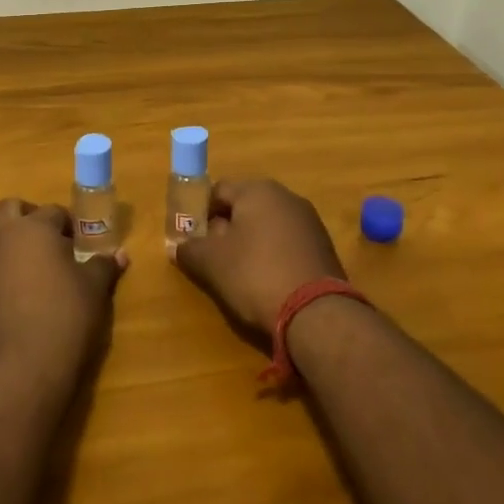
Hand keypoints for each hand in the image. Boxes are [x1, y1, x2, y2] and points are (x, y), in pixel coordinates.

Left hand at [0, 199, 125, 393]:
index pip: (53, 212)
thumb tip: (119, 254)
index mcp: (33, 228)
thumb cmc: (63, 320)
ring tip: (16, 261)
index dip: (67, 225)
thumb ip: (103, 266)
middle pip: (9, 209)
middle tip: (44, 243)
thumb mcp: (93, 291)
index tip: (76, 243)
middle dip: (26, 218)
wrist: (16, 370)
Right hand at [172, 179, 345, 337]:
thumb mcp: (211, 263)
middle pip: (244, 207)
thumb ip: (190, 249)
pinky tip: (267, 281)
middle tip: (212, 257)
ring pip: (267, 225)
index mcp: (257, 190)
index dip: (200, 212)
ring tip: (238, 273)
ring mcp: (309, 221)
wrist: (316, 312)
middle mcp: (286, 197)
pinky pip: (287, 243)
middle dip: (226, 228)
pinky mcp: (324, 247)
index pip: (218, 191)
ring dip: (250, 243)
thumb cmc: (255, 275)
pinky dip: (273, 255)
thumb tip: (179, 246)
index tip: (192, 239)